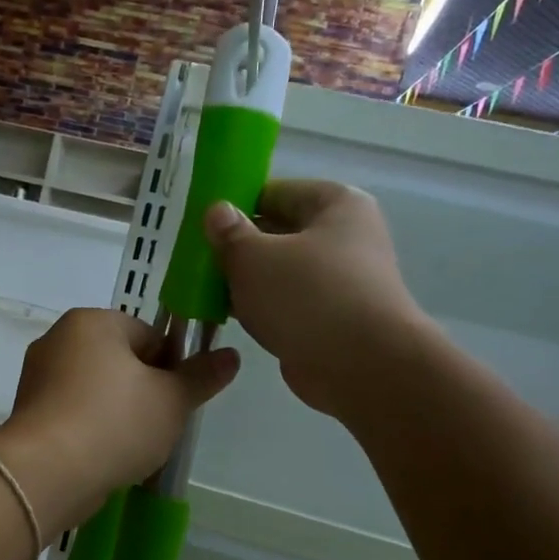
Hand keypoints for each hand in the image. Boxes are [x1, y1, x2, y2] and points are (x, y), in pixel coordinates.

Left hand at [0, 310, 238, 528]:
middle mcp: (58, 339)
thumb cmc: (114, 423)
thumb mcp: (172, 400)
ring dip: (117, 414)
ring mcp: (37, 376)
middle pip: (120, 361)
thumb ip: (202, 376)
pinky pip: (72, 413)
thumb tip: (231, 356)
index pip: (149, 335)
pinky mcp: (27, 412)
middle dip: (143, 392)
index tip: (175, 402)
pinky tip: (102, 456)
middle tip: (157, 427)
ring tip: (130, 448)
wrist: (46, 474)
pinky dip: (90, 430)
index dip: (170, 368)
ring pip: (96, 390)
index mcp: (92, 321)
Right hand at [205, 180, 424, 420]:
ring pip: (280, 271)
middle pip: (278, 232)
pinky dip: (261, 308)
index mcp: (335, 204)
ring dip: (246, 281)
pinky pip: (287, 303)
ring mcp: (341, 280)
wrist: (361, 367)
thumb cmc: (308, 296)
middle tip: (197, 260)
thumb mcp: (254, 257)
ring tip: (205, 289)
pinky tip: (228, 316)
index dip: (235, 205)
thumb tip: (217, 212)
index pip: (274, 192)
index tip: (202, 226)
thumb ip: (229, 233)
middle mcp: (344, 237)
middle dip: (238, 247)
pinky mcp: (332, 318)